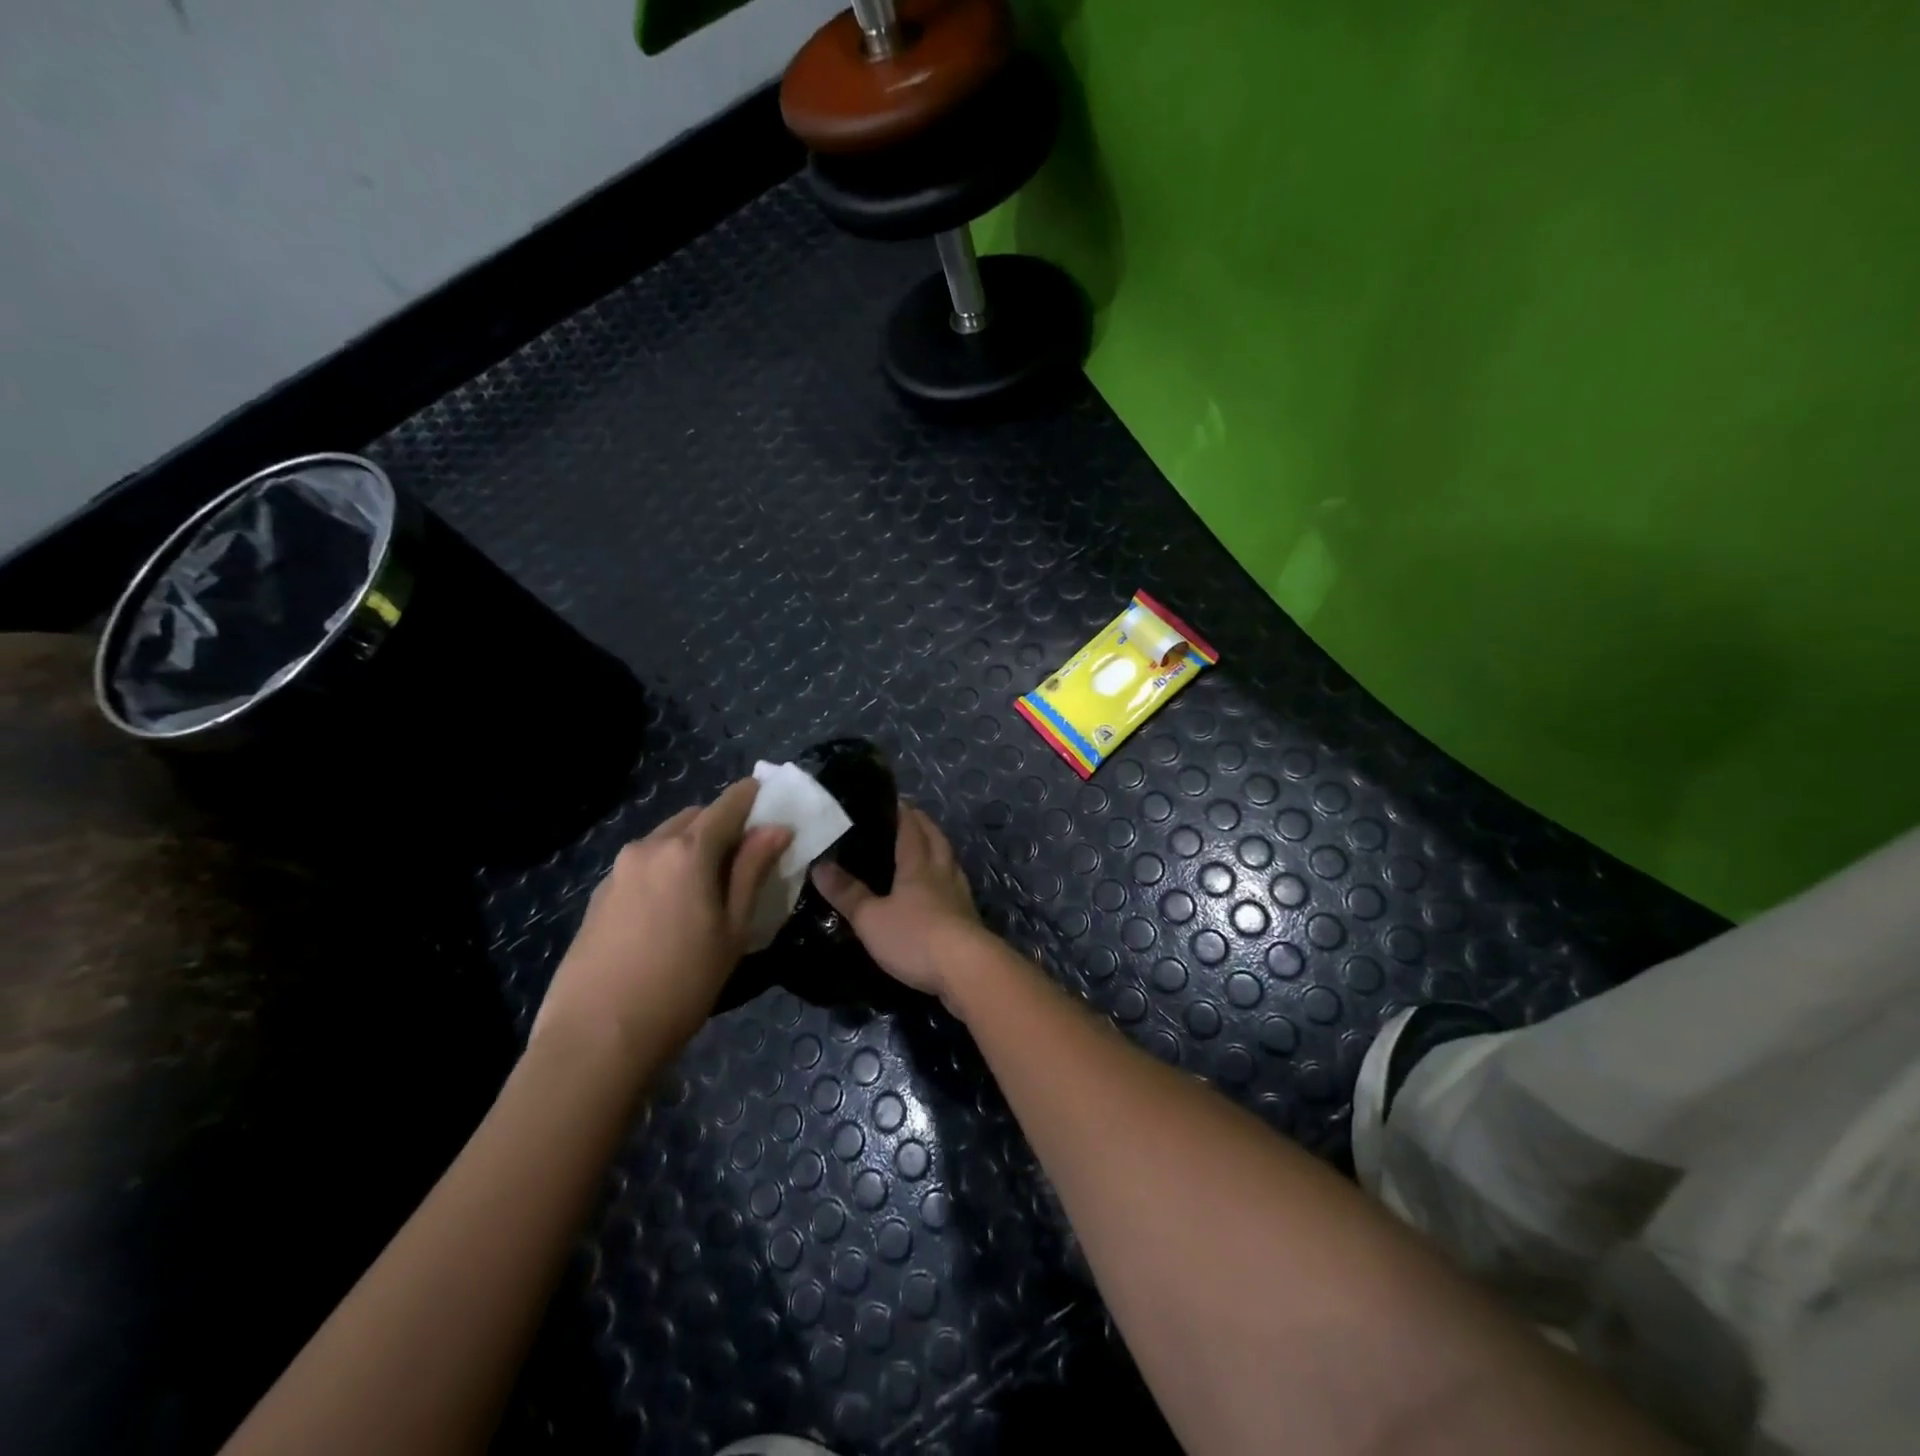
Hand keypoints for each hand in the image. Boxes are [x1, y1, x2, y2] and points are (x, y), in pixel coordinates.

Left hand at [534, 779, 790, 1063]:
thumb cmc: (682, 983)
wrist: (596, 1037)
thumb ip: (752, 871)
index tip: (771, 798)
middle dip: (723, 824)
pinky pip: (643, 864)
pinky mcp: (599, 895)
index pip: (728, 805)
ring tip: (709, 885)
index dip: (753, 797)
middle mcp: (649, 847)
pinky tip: (671, 908)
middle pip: (694, 817)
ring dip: (692, 846)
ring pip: (665, 839)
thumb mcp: (733, 929)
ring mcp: (618, 870)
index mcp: (688, 850)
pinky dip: (666, 867)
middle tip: (746, 856)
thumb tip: (776, 829)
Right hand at [812, 801, 985, 1008]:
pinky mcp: (968, 917)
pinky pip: (955, 885)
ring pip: (949, 861)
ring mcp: (959, 894)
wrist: (966, 969)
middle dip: (922, 824)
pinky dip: (946, 877)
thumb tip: (820, 866)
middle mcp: (942, 872)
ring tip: (925, 847)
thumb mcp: (870, 918)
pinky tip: (940, 889)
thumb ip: (847, 893)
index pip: (911, 827)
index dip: (902, 811)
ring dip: (938, 848)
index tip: (892, 799)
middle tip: (909, 817)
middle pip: (936, 839)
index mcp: (918, 864)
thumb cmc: (914, 936)